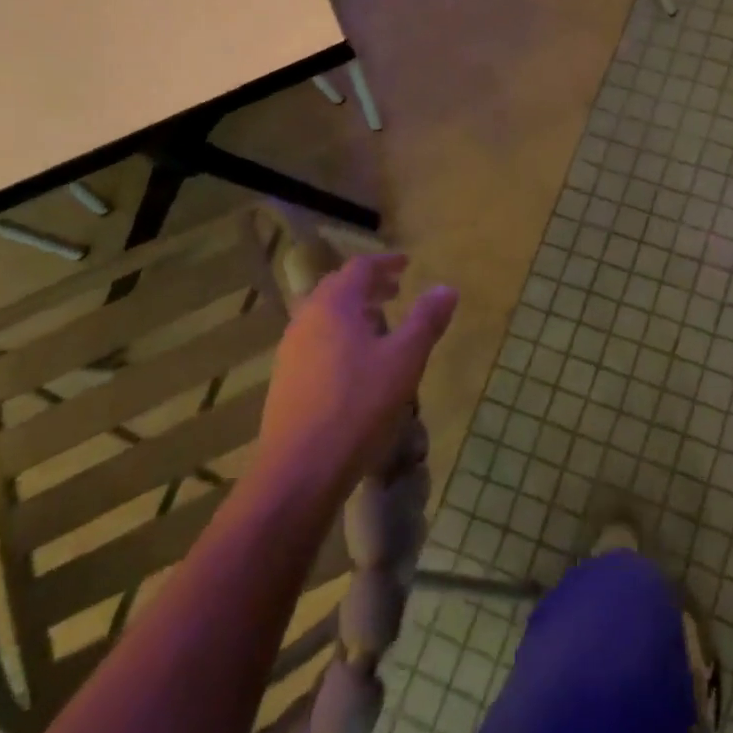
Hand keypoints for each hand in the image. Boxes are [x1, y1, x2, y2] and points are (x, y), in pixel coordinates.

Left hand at [250, 254, 456, 510]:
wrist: (301, 470)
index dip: (385, 262)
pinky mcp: (286, 380)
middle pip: (336, 289)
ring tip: (379, 324)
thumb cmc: (358, 406)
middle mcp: (306, 320)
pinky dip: (340, 335)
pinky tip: (356, 363)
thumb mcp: (404, 360)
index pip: (359, 268)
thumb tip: (446, 288)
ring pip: (324, 316)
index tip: (407, 264)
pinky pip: (316, 341)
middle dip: (368, 285)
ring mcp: (291, 351)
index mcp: (334, 306)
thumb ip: (425, 320)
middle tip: (395, 291)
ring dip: (353, 311)